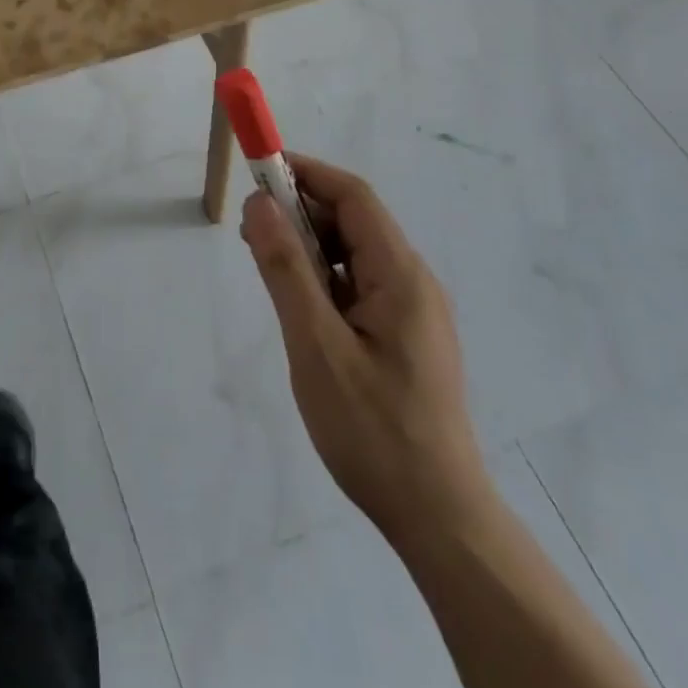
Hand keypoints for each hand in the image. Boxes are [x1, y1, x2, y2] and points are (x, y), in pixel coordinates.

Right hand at [242, 154, 492, 553]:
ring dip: (308, 246)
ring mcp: (412, 311)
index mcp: (401, 276)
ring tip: (265, 267)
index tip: (258, 171)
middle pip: (354, 222)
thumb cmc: (373, 429)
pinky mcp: (404, 336)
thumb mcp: (316, 346)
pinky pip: (358, 284)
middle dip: (300, 212)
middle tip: (250, 230)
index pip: (354, 197)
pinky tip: (298, 304)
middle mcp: (413, 282)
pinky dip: (322, 277)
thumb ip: (286, 270)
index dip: (306, 174)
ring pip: (353, 254)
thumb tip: (260, 202)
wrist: (437, 516)